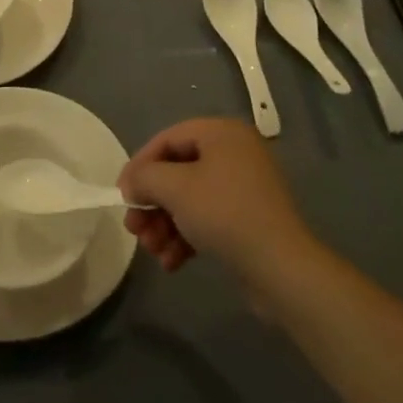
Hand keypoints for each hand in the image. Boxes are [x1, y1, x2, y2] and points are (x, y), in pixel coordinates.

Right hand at [118, 118, 311, 281]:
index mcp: (221, 134)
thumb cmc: (225, 214)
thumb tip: (132, 184)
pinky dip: (186, 237)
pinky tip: (172, 263)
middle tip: (134, 228)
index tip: (121, 194)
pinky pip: (207, 219)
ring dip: (164, 224)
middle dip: (152, 202)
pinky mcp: (248, 219)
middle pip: (178, 171)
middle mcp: (234, 153)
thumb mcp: (175, 188)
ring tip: (152, 250)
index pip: (168, 138)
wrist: (281, 268)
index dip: (140, 164)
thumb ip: (145, 177)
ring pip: (190, 199)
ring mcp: (244, 187)